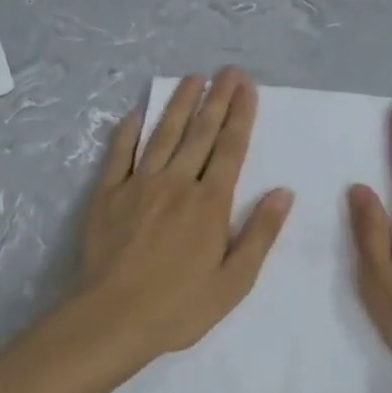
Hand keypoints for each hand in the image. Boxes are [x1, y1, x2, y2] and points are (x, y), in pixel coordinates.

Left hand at [68, 68, 291, 378]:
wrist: (110, 321)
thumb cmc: (179, 306)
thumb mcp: (235, 281)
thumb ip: (260, 234)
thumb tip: (284, 192)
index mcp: (210, 203)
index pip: (231, 148)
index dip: (240, 115)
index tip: (247, 87)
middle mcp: (177, 183)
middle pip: (201, 133)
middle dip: (217, 99)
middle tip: (228, 71)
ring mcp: (139, 185)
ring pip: (163, 135)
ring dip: (180, 104)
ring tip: (193, 78)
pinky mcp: (107, 195)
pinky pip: (119, 154)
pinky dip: (129, 130)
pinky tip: (138, 111)